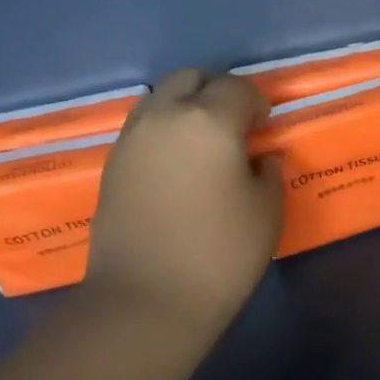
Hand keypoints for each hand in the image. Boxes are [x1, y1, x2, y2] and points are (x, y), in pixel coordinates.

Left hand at [83, 70, 284, 340]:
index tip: (266, 126)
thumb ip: (267, 171)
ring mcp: (132, 138)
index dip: (257, 102)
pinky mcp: (112, 164)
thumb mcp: (267, 211)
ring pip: (160, 98)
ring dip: (186, 107)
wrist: (147, 300)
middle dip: (216, 91)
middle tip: (236, 124)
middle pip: (190, 78)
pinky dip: (165, 131)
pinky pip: (144, 127)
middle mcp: (165, 116)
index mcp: (209, 121)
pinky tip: (179, 165)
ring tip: (205, 143)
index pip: (238, 88)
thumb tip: (258, 157)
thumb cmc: (220, 254)